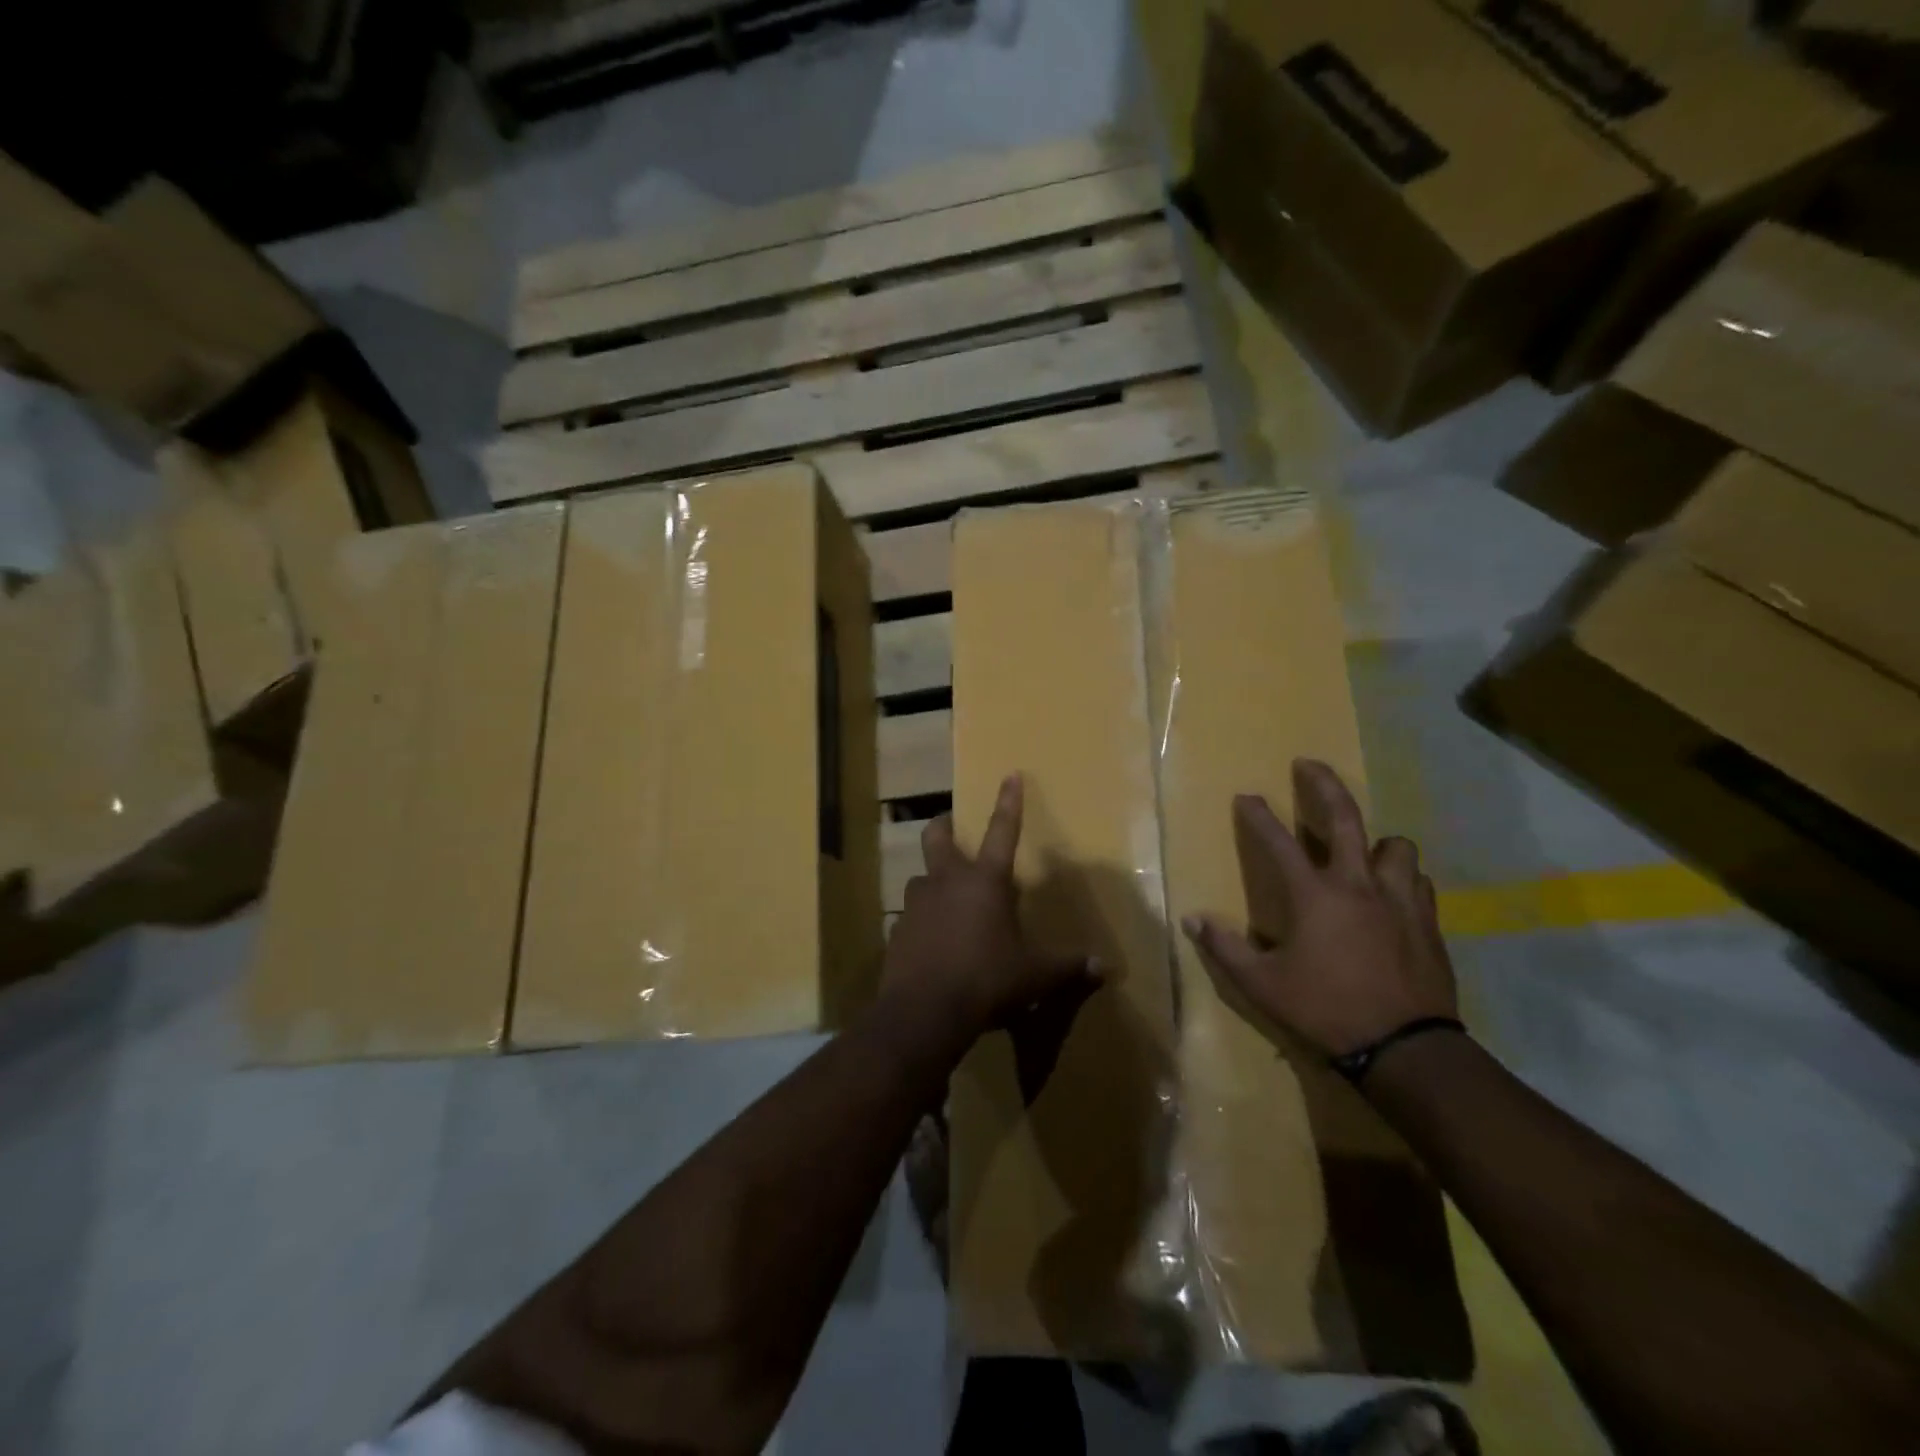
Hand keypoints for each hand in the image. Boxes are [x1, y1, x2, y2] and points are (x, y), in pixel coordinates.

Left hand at [885, 773, 1100, 1029]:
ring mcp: (916, 904)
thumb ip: (1068, 967)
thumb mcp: (1035, 976)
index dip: (1008, 802)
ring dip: (933, 881)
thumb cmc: (986, 981)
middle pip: (937, 836)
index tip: (1010, 775)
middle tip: (952, 826)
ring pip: (920, 877)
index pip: (1002, 831)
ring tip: (947, 899)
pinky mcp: (897, 930)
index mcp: (984, 882)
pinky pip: (910, 917)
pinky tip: (932, 943)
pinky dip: (922, 921)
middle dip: (945, 825)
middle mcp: (946, 882)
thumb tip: (1105, 968)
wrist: (924, 1011)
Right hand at [1181, 759, 1455, 1058]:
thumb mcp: (1262, 985)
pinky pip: (1418, 882)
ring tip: (1364, 851)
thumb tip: (1192, 920)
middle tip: (1309, 765)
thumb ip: (1225, 948)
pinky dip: (1402, 878)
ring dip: (1377, 842)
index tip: (1247, 795)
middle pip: (1345, 817)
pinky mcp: (1427, 922)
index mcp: (1315, 895)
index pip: (1278, 842)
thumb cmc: (1326, 1009)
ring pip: (1396, 846)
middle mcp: (1358, 884)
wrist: (1406, 1047)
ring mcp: (1399, 900)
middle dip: (1324, 784)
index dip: (1258, 816)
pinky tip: (1392, 893)